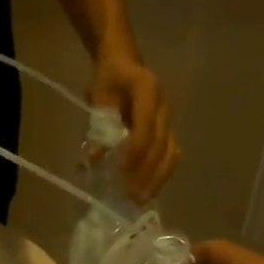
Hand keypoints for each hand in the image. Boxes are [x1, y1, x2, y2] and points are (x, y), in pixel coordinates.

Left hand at [90, 52, 177, 200]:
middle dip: (146, 172)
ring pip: (171, 154)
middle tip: (130, 195)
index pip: (147, 125)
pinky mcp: (168, 133)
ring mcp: (169, 121)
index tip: (121, 171)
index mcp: (147, 89)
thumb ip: (98, 125)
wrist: (125, 64)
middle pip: (161, 144)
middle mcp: (164, 106)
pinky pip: (170, 156)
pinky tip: (148, 191)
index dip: (135, 150)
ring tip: (140, 199)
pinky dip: (160, 175)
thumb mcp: (98, 96)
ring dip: (157, 179)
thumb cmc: (109, 79)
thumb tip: (93, 158)